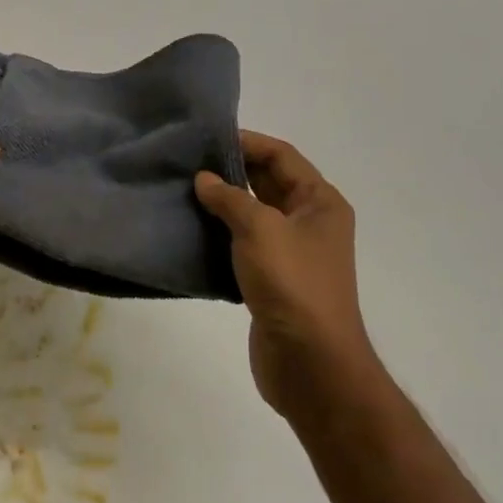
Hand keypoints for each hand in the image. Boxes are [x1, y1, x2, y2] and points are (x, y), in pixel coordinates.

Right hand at [195, 132, 377, 420]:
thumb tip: (203, 179)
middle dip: (230, 171)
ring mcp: (292, 252)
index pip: (281, 156)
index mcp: (320, 202)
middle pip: (268, 182)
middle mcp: (310, 222)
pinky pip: (244, 244)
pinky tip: (191, 230)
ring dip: (222, 204)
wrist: (311, 363)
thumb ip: (229, 198)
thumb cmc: (292, 284)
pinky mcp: (273, 279)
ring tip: (182, 192)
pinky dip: (221, 234)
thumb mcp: (260, 229)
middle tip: (186, 162)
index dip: (247, 142)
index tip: (205, 138)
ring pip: (253, 214)